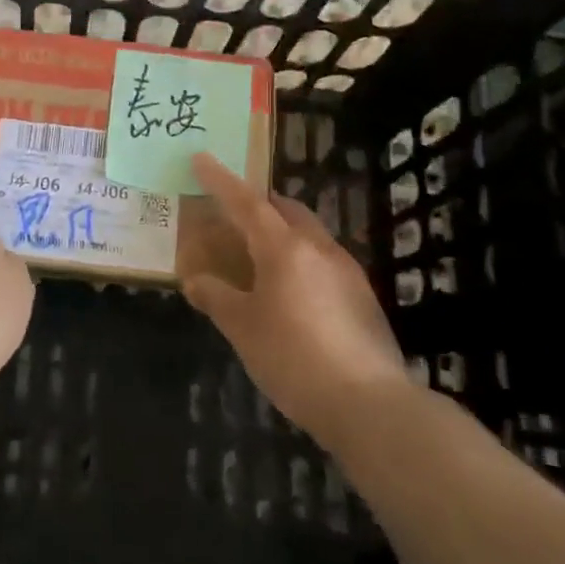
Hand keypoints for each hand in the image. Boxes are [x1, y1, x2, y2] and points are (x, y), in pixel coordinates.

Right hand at [183, 154, 408, 448]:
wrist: (369, 404)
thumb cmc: (293, 358)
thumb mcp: (243, 328)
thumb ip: (216, 298)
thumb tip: (195, 280)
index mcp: (285, 248)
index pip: (246, 202)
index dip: (221, 181)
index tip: (201, 159)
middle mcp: (319, 248)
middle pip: (285, 210)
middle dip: (257, 203)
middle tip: (232, 212)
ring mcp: (347, 271)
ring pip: (308, 234)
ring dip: (281, 231)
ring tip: (258, 253)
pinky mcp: (362, 296)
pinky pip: (322, 260)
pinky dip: (299, 258)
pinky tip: (290, 289)